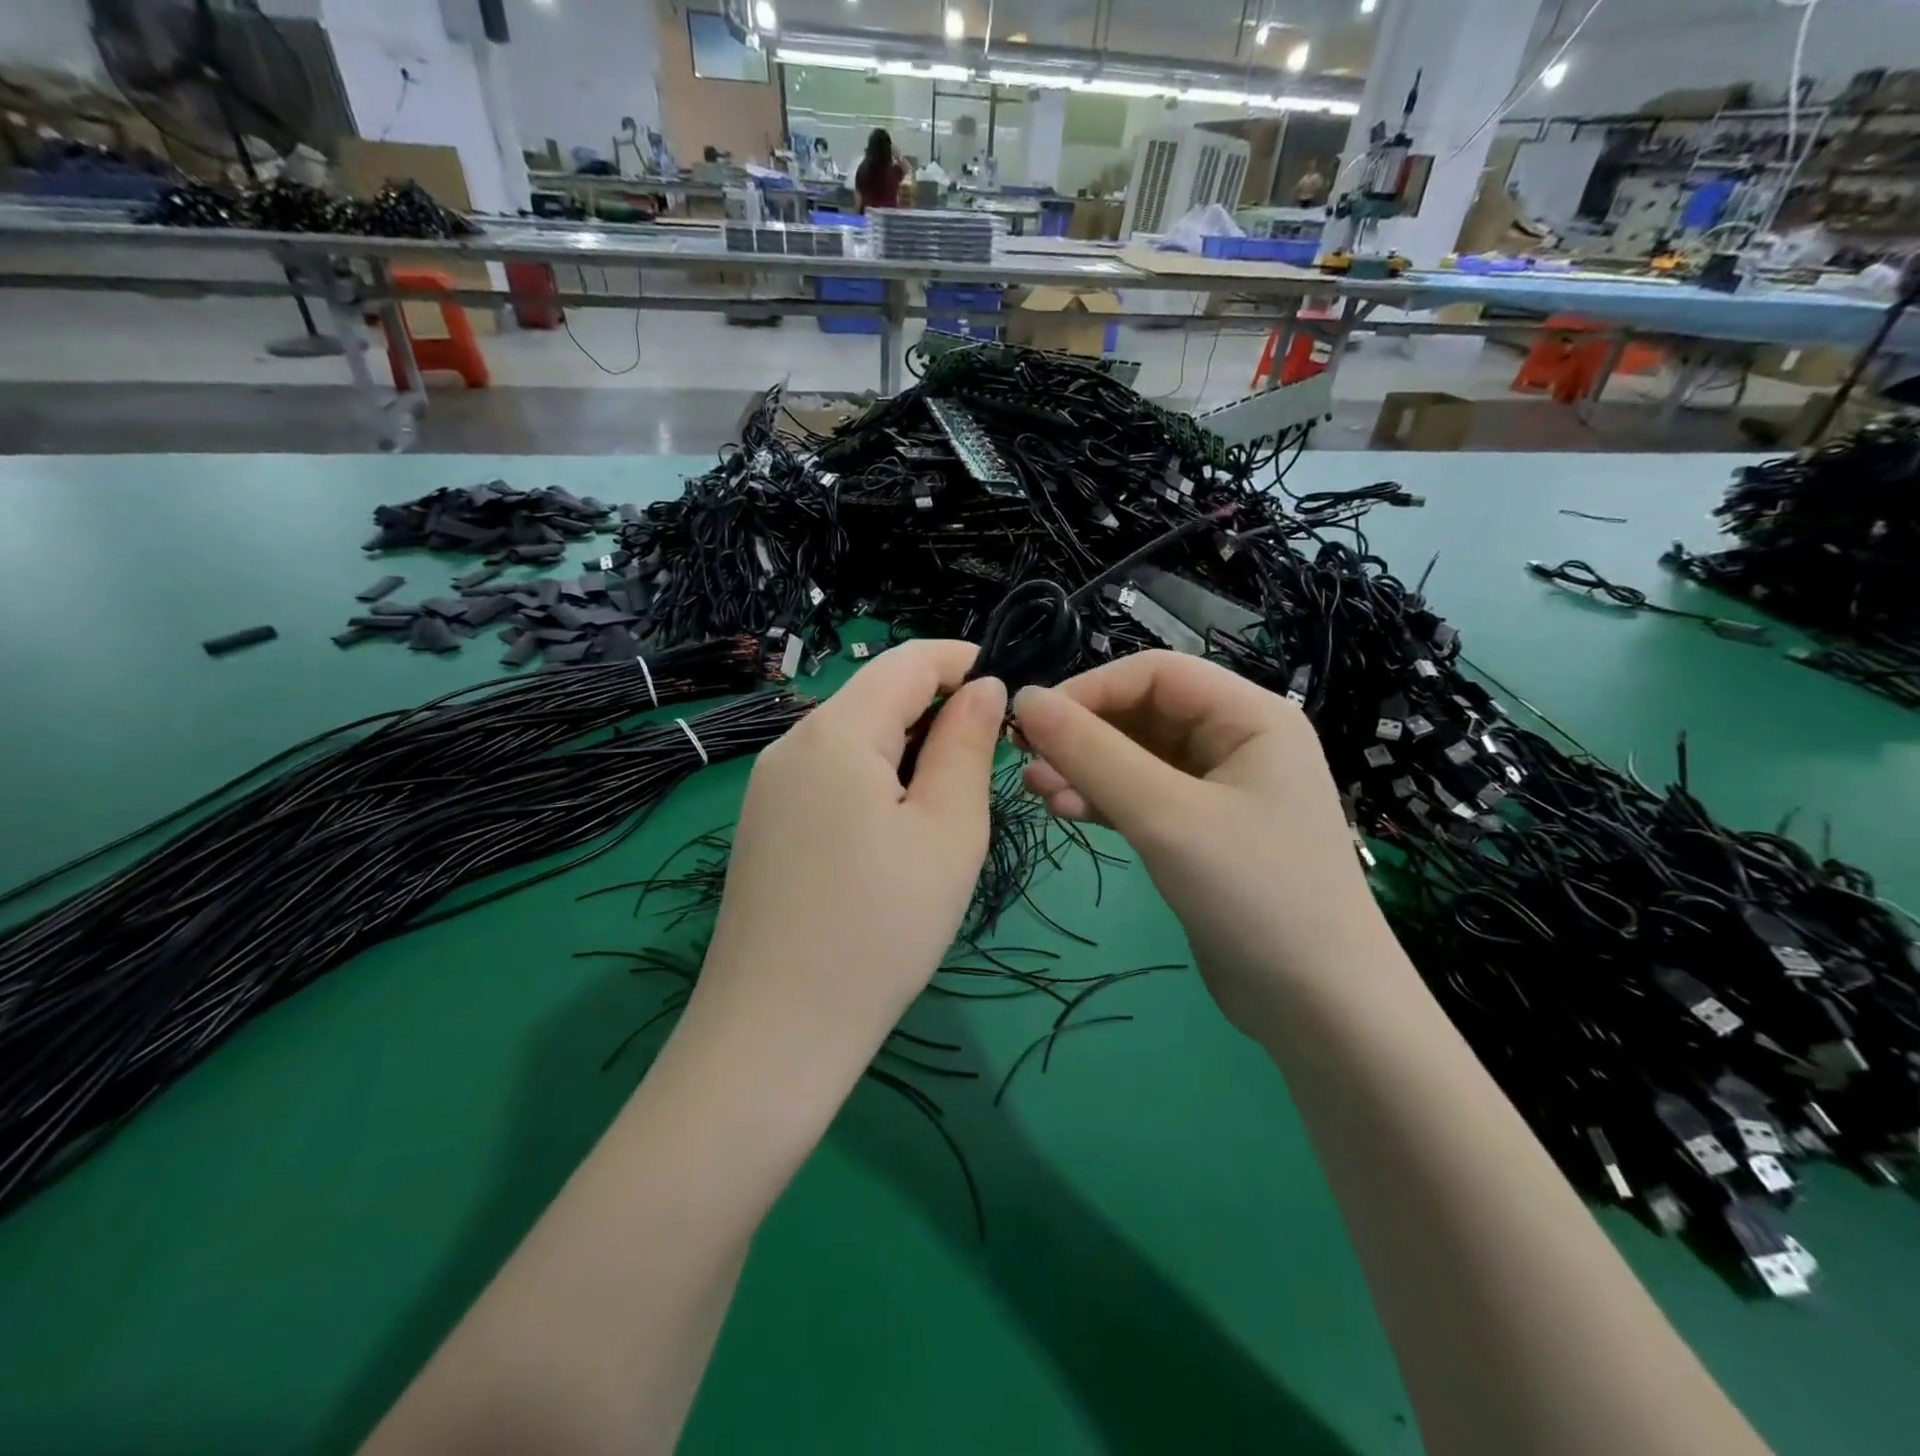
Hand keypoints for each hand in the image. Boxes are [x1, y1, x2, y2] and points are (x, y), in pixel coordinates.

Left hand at [692, 641, 1006, 1066]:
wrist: (776, 1033)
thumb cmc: (881, 927)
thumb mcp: (948, 832)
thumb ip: (967, 746)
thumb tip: (985, 688)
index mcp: (836, 731)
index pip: (907, 660)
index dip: (963, 660)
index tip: (1011, 686)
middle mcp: (791, 743)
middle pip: (875, 695)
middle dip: (938, 708)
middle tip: (991, 757)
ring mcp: (769, 786)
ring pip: (852, 736)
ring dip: (907, 746)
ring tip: (949, 798)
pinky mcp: (764, 824)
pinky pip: (828, 774)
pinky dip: (874, 777)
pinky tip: (896, 829)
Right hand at [1012, 651, 1394, 1032]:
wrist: (1318, 1008)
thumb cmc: (1255, 894)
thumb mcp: (1167, 816)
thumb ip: (1093, 754)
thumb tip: (1026, 699)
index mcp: (1250, 716)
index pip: (1155, 673)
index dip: (1089, 689)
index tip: (1032, 722)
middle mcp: (1238, 741)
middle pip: (1144, 712)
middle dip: (1083, 733)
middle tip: (1027, 761)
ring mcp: (1220, 789)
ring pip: (1137, 757)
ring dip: (1085, 767)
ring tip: (1037, 790)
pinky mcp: (1202, 831)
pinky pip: (1143, 796)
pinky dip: (1104, 799)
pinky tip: (1066, 810)